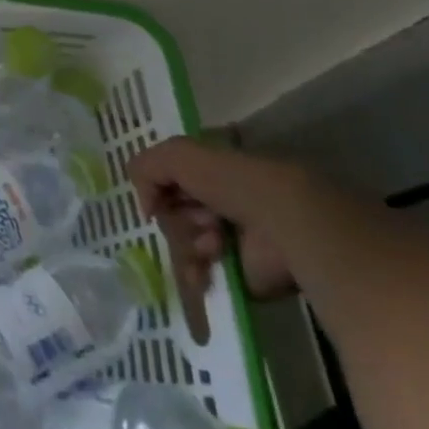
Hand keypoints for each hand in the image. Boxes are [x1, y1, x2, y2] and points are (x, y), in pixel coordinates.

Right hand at [126, 136, 306, 302]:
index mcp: (210, 173)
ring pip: (181, 242)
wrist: (283, 226)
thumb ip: (146, 167)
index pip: (167, 180)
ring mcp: (228, 239)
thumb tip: (145, 206)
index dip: (158, 187)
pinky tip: (206, 266)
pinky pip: (195, 272)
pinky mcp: (235, 273)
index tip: (156, 196)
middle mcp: (218, 203)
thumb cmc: (234, 182)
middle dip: (179, 218)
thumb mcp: (178, 154)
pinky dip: (194, 270)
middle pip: (172, 213)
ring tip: (214, 242)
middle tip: (202, 219)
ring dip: (189, 242)